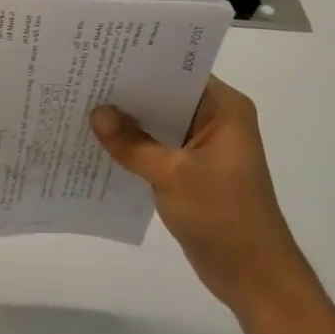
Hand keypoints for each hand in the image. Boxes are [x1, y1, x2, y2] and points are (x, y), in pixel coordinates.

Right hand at [91, 78, 319, 321]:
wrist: (252, 276)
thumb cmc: (222, 216)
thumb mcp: (172, 174)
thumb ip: (132, 143)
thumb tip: (96, 112)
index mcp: (224, 109)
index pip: (178, 72)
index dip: (141, 64)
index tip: (101, 57)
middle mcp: (216, 121)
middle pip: (165, 97)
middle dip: (127, 93)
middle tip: (82, 79)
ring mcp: (203, 148)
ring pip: (158, 124)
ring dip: (127, 122)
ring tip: (82, 106)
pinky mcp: (191, 172)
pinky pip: (156, 149)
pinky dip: (133, 147)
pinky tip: (98, 144)